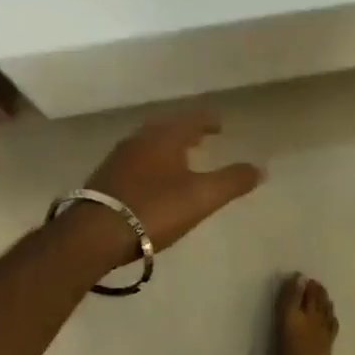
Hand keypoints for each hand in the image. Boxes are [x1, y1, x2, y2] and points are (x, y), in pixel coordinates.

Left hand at [83, 112, 264, 255]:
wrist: (94, 234)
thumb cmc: (154, 209)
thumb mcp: (201, 197)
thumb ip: (232, 181)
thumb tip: (260, 168)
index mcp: (166, 137)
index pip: (193, 120)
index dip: (208, 121)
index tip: (219, 124)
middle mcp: (140, 139)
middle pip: (168, 129)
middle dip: (186, 132)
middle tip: (201, 138)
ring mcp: (118, 158)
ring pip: (148, 144)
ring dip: (166, 148)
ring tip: (179, 159)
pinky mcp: (104, 179)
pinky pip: (134, 161)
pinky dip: (149, 163)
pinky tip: (151, 181)